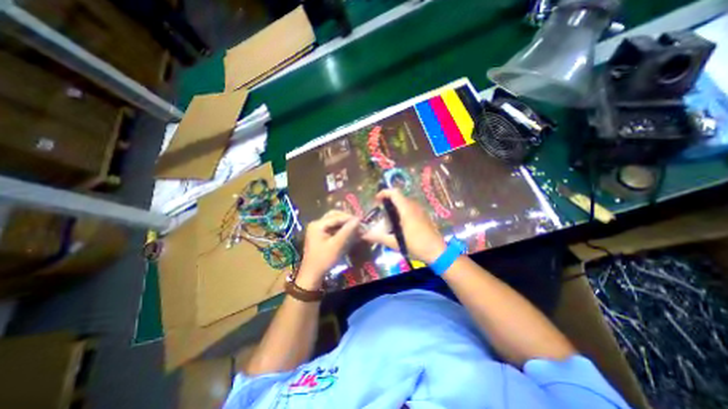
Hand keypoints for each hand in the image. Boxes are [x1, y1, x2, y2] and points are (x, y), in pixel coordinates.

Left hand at [298, 211, 358, 286]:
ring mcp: (317, 228)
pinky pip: (332, 227)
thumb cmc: (324, 259)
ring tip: (354, 227)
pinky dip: (340, 228)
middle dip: (347, 219)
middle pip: (334, 216)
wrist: (312, 274)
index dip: (350, 218)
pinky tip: (348, 232)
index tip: (361, 221)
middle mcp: (316, 223)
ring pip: (334, 221)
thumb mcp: (337, 245)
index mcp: (318, 224)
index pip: (336, 217)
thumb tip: (358, 219)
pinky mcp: (320, 234)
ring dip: (344, 223)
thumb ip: (347, 231)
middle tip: (358, 223)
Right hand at [360, 189, 446, 263]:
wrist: (438, 252)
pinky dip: (403, 210)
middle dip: (388, 200)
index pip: (394, 193)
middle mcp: (414, 206)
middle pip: (399, 196)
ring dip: (396, 205)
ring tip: (389, 217)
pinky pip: (411, 207)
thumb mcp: (395, 243)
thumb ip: (379, 237)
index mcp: (406, 210)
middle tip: (380, 210)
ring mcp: (420, 210)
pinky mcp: (424, 215)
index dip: (384, 192)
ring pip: (406, 202)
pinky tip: (401, 223)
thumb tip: (364, 235)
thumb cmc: (416, 246)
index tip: (376, 199)